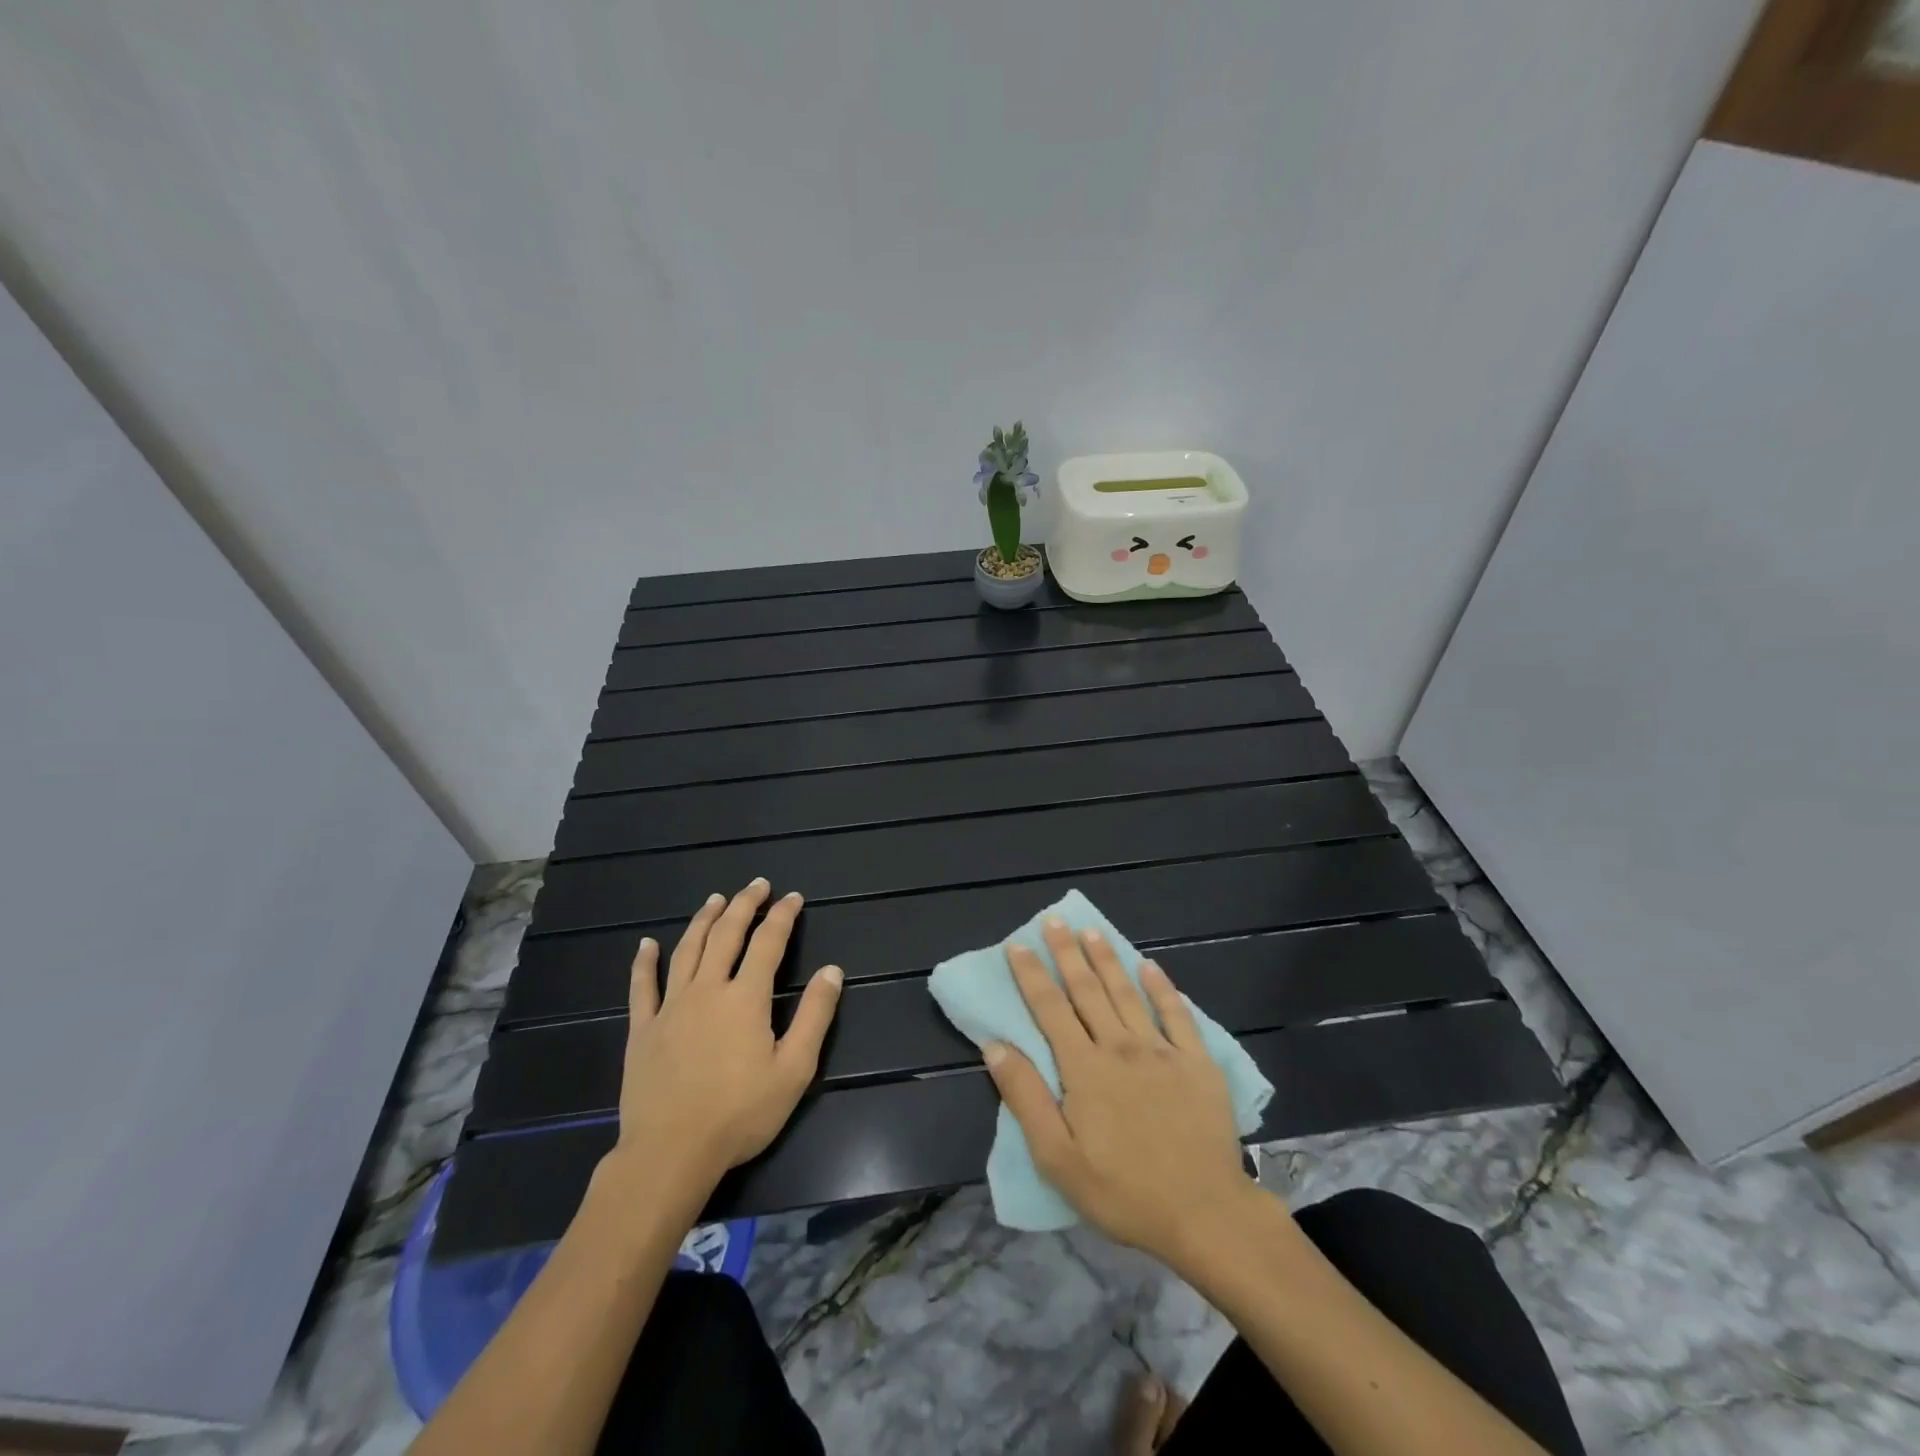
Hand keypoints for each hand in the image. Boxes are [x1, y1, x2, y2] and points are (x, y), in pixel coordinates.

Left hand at [599, 879, 842, 1204]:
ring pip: (687, 950)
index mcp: (746, 998)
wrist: (670, 1153)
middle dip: (744, 905)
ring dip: (703, 920)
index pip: (768, 943)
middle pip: (726, 935)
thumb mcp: (794, 1069)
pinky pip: (642, 987)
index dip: (783, 916)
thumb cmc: (739, 1114)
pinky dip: (644, 962)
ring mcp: (671, 1007)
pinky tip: (646, 944)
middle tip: (757, 885)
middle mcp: (707, 990)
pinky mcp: (643, 1029)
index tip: (793, 898)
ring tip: (715, 899)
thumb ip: (815, 1016)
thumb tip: (832, 971)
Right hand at [984, 918, 1269, 1270]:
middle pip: (1087, 991)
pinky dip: (1162, 988)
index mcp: (1085, 1069)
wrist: (1205, 1214)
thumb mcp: (1058, 1158)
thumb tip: (995, 1045)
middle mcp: (1121, 1047)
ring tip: (1092, 931)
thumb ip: (1026, 1098)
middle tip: (1055, 920)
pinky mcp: (1197, 1062)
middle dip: (1067, 953)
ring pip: (1127, 993)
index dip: (1031, 974)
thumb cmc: (1124, 1192)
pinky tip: (1151, 966)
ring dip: (1107, 960)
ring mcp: (1162, 1051)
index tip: (1016, 944)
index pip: (1050, 1009)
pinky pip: (1177, 1014)